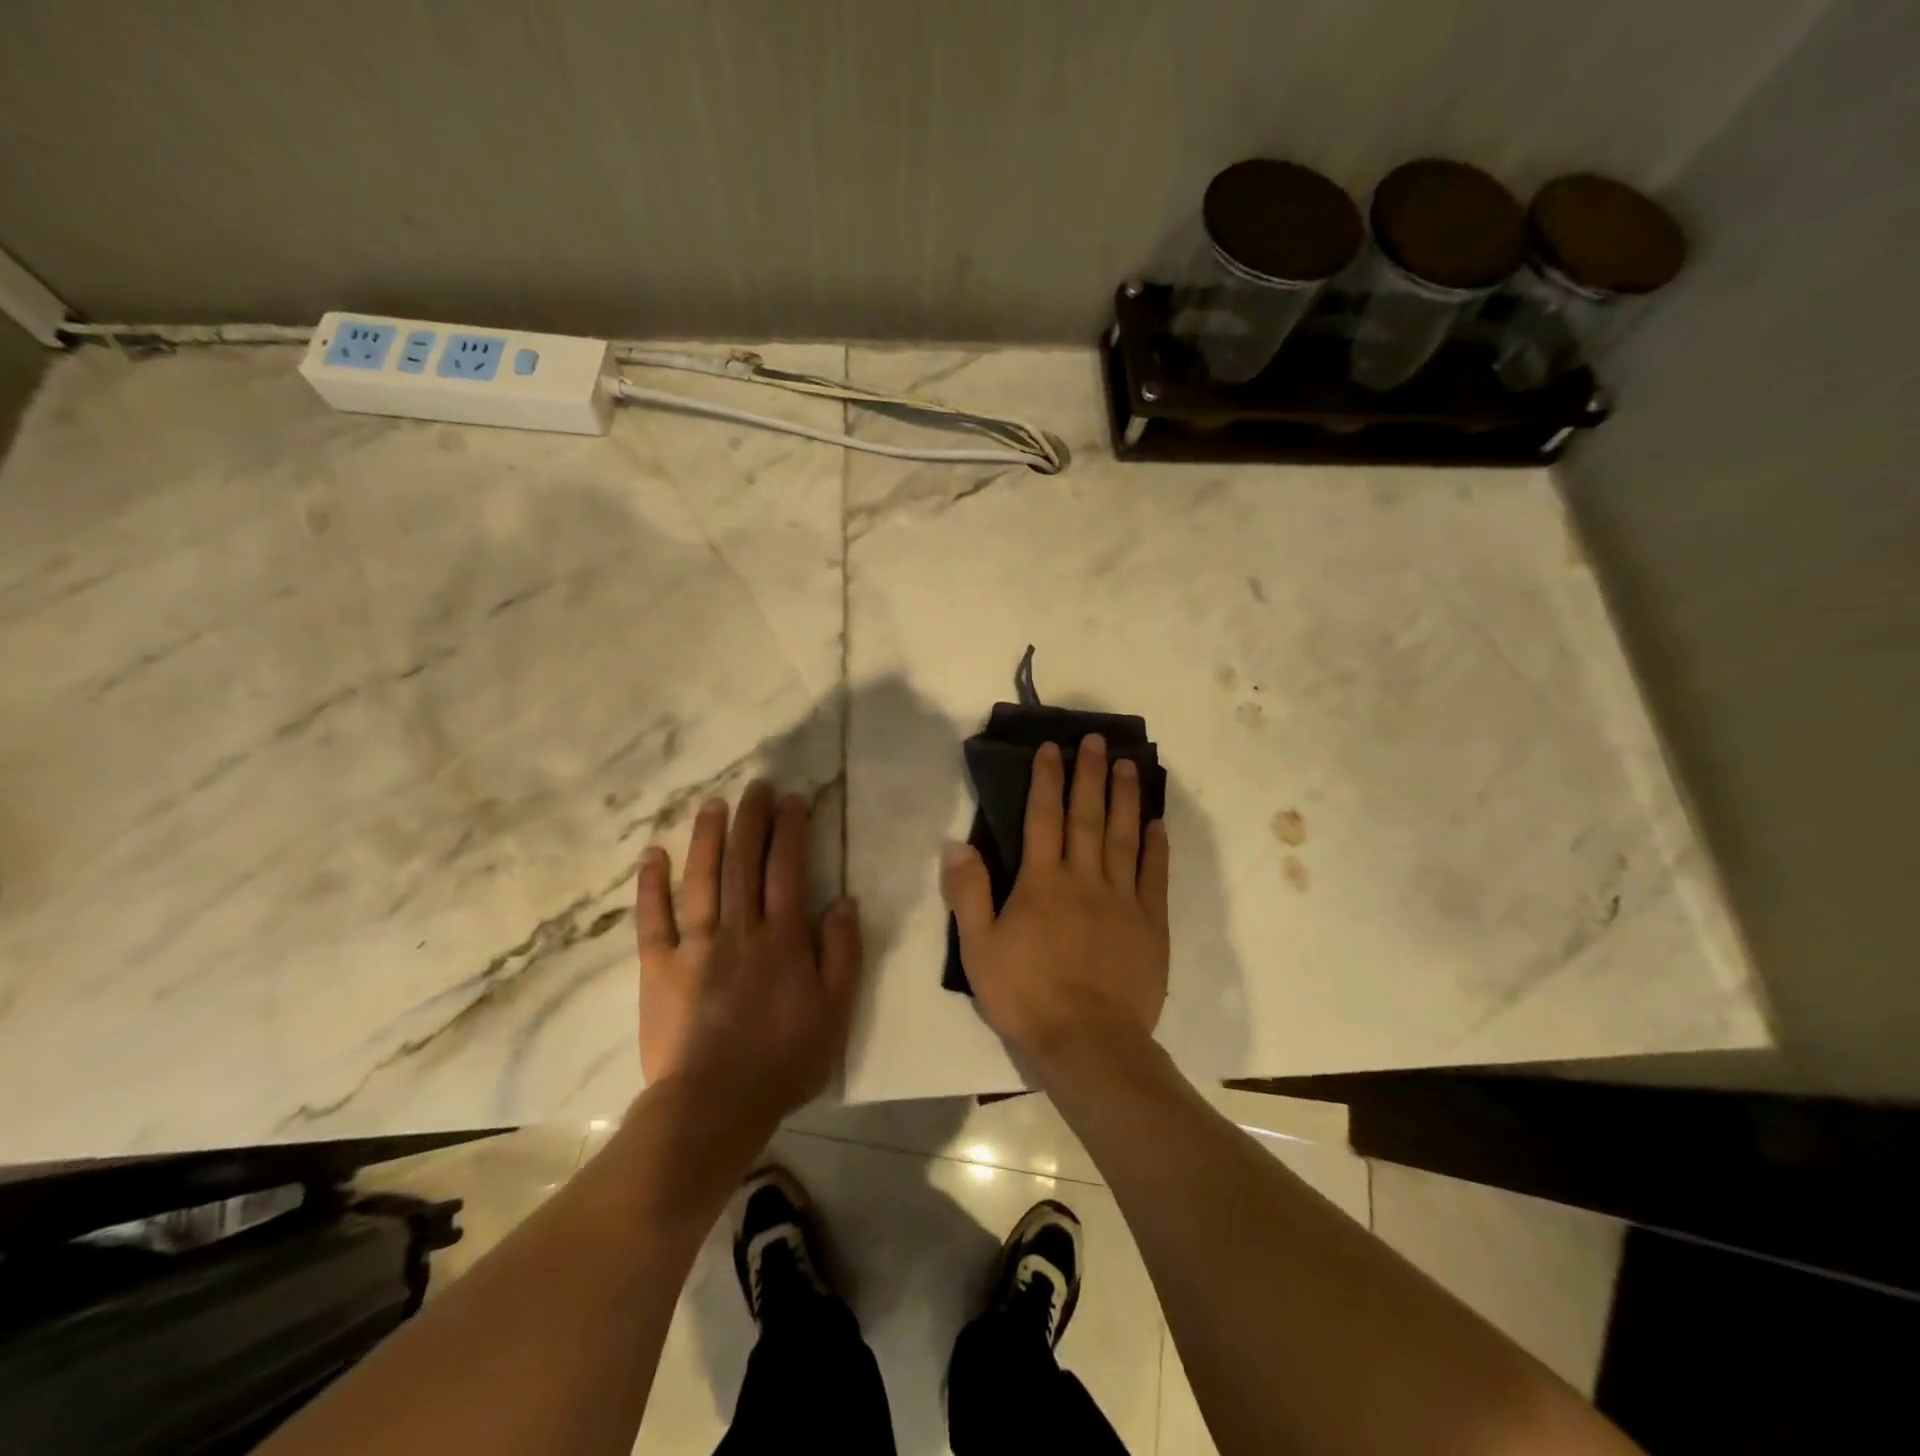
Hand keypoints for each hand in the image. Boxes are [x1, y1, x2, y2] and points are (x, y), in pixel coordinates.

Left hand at [634, 781, 860, 1125]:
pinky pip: (653, 919)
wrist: (715, 1106)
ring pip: (702, 879)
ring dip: (707, 837)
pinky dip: (652, 885)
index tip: (792, 800)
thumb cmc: (784, 1060)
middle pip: (744, 862)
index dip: (790, 830)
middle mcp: (740, 930)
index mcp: (782, 939)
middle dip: (750, 820)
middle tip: (755, 786)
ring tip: (712, 803)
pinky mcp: (659, 968)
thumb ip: (842, 954)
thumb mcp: (835, 1012)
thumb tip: (844, 902)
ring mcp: (695, 946)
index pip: (787, 870)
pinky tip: (654, 855)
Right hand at [940, 735, 1169, 1074]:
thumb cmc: (1026, 995)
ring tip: (1128, 765)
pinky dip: (1156, 846)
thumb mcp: (978, 948)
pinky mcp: (1150, 924)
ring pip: (1125, 837)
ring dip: (1124, 798)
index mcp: (1042, 882)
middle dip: (1090, 775)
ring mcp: (1122, 899)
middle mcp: (1085, 878)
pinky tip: (1157, 823)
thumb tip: (956, 843)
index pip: (1043, 817)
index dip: (1047, 779)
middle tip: (1097, 740)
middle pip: (1087, 817)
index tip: (1053, 747)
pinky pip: (1154, 875)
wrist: (1088, 1042)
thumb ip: (968, 892)